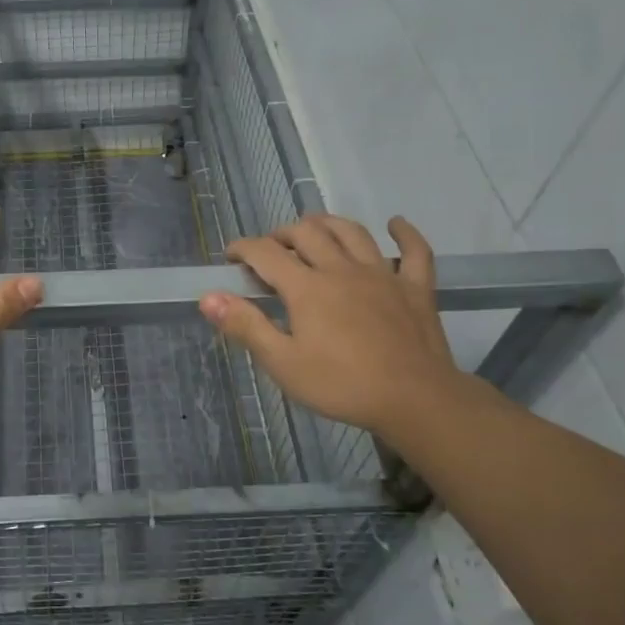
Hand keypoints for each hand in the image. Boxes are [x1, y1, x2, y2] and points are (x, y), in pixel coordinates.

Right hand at [199, 213, 467, 446]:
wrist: (415, 400)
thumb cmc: (342, 385)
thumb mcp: (283, 363)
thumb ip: (246, 326)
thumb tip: (208, 297)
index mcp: (307, 287)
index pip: (265, 253)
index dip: (243, 248)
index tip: (230, 256)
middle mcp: (341, 269)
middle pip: (308, 233)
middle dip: (282, 234)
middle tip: (271, 248)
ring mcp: (382, 274)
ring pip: (352, 232)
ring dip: (329, 223)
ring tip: (315, 227)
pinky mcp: (415, 288)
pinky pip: (415, 252)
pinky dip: (405, 234)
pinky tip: (396, 224)